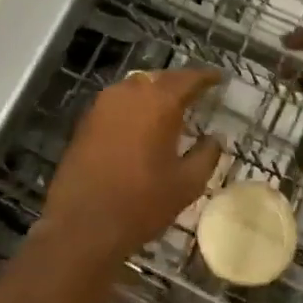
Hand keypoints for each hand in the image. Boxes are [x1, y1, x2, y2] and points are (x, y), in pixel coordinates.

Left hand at [40, 67, 223, 261]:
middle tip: (195, 92)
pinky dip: (133, 106)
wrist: (83, 224)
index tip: (218, 78)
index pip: (187, 79)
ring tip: (169, 107)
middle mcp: (129, 94)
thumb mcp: (187, 184)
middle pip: (159, 78)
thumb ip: (206, 155)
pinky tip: (140, 122)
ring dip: (153, 92)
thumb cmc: (142, 203)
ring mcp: (102, 105)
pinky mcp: (85, 121)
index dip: (205, 77)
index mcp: (159, 103)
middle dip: (178, 83)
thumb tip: (216, 138)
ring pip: (134, 87)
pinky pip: (116, 102)